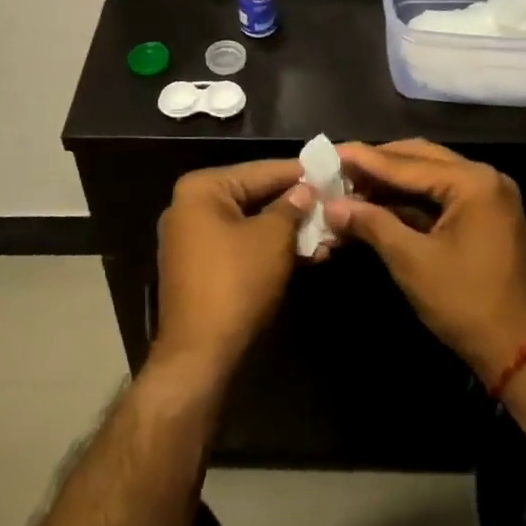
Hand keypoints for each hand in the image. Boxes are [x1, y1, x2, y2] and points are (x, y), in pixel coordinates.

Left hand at [152, 161, 314, 384]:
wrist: (200, 356)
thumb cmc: (237, 282)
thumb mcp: (273, 238)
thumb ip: (291, 207)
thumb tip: (305, 189)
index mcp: (201, 189)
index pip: (259, 171)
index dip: (298, 172)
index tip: (330, 169)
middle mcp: (191, 208)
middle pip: (255, 196)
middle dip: (296, 205)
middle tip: (334, 201)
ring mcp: (194, 240)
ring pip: (251, 224)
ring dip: (289, 231)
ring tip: (330, 233)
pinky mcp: (203, 270)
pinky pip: (242, 247)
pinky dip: (271, 250)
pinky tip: (309, 255)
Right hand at [327, 140, 525, 387]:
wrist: (521, 353)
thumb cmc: (466, 304)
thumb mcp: (412, 262)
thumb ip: (372, 224)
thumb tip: (331, 206)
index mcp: (473, 182)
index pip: (407, 163)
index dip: (364, 159)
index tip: (329, 151)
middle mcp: (484, 178)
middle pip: (419, 159)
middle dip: (377, 164)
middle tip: (337, 167)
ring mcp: (487, 196)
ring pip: (428, 176)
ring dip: (391, 182)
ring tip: (350, 184)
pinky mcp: (484, 215)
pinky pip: (440, 195)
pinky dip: (409, 199)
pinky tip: (376, 204)